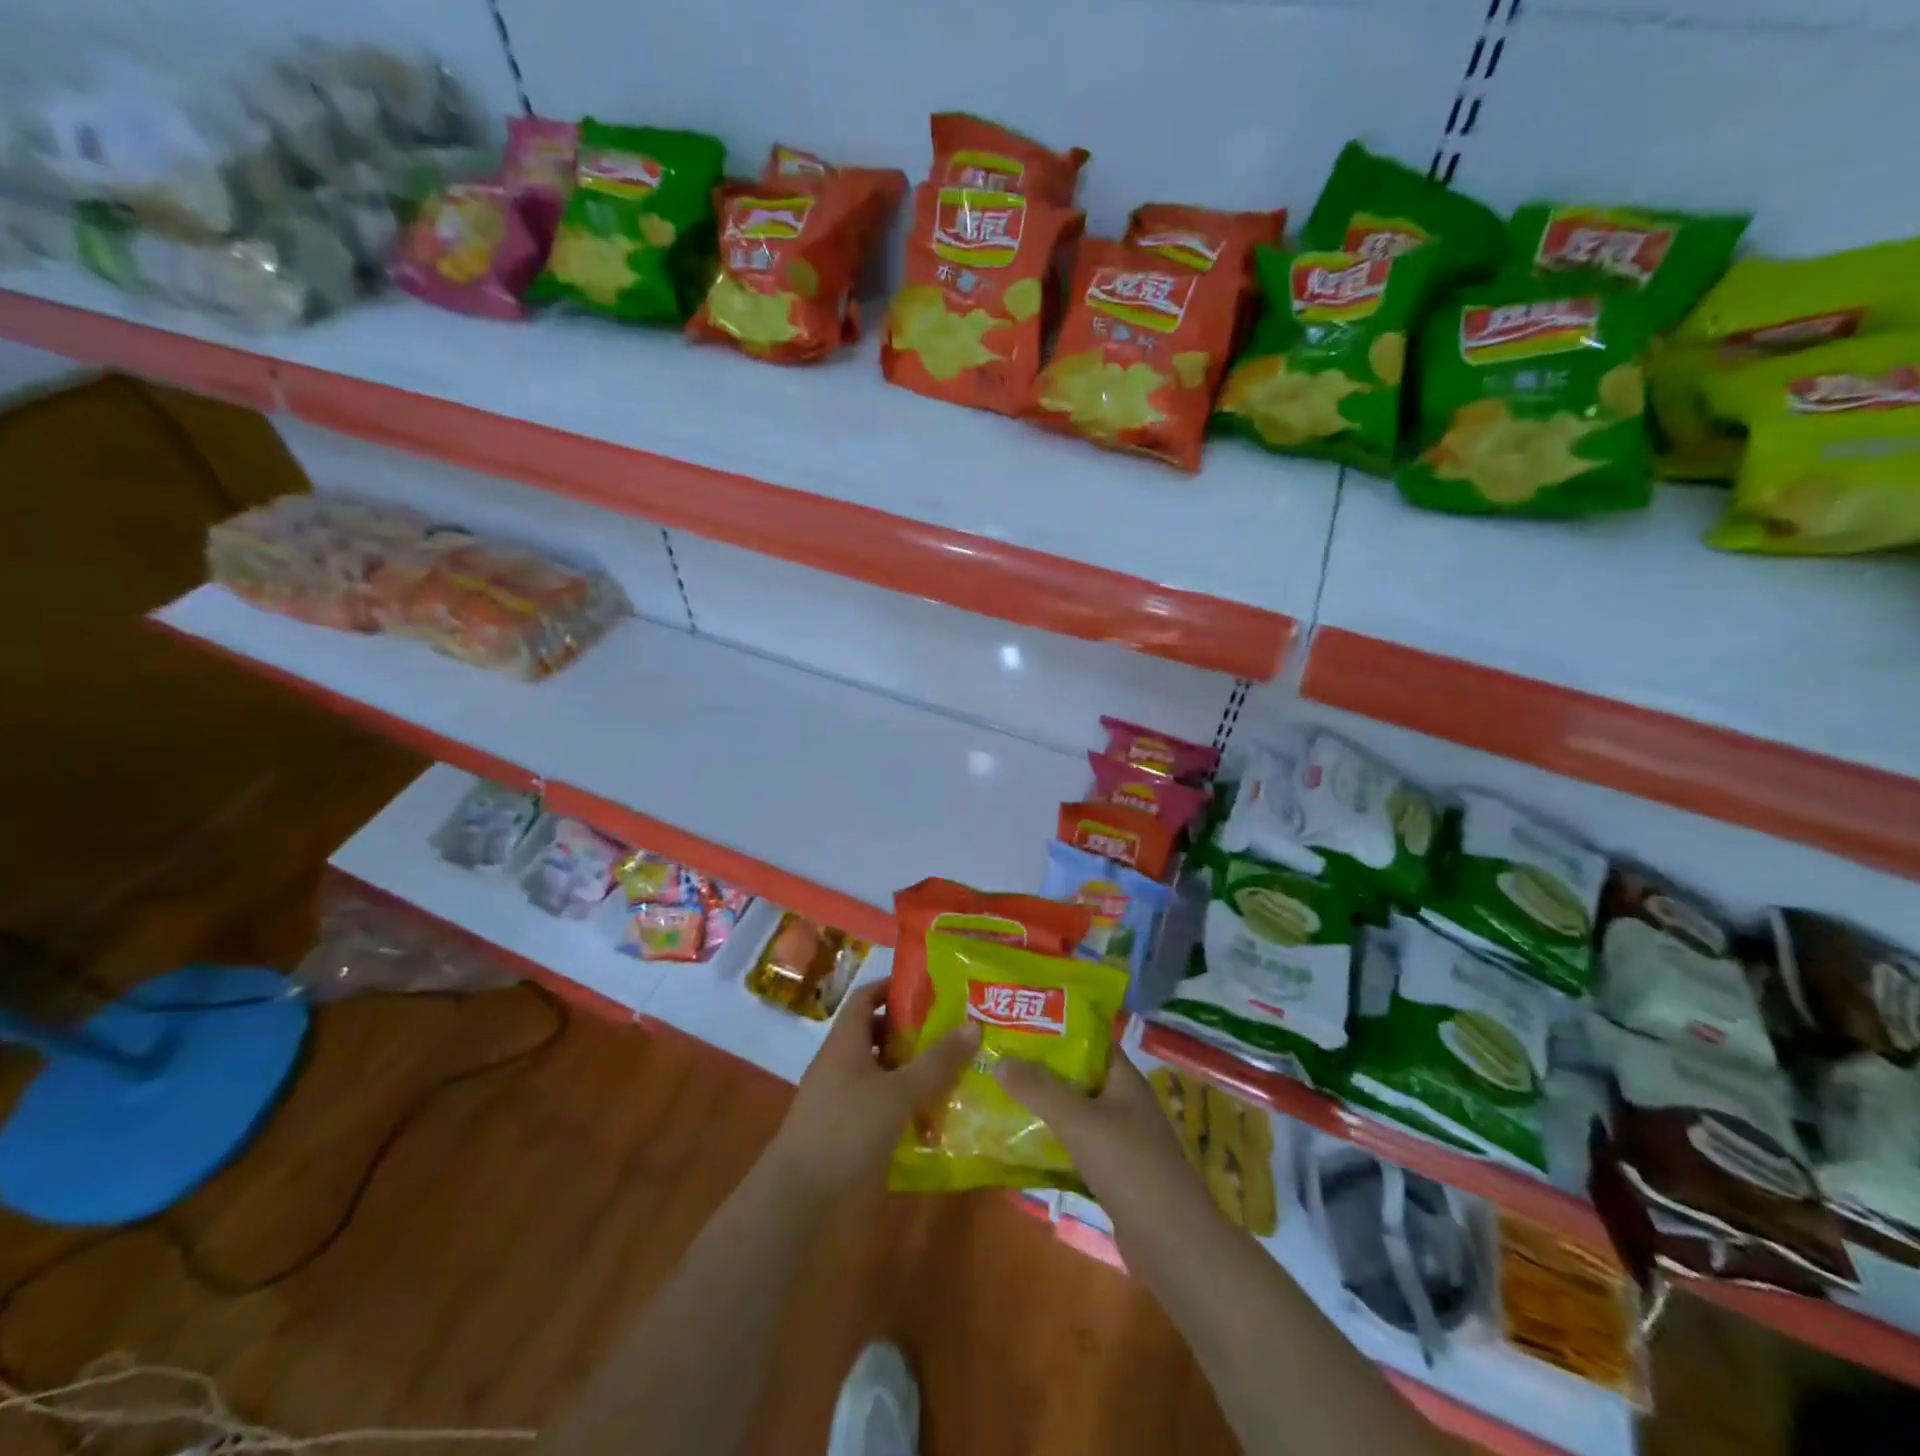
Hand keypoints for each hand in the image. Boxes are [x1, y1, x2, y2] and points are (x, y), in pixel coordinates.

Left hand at [767, 979, 979, 1205]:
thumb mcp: (898, 1092)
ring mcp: (842, 1099)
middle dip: (911, 1031)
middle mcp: (841, 1064)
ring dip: (911, 1070)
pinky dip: (904, 1104)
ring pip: (881, 1072)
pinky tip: (934, 1116)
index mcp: (845, 1042)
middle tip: (952, 1030)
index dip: (893, 987)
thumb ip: (937, 1062)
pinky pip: (880, 1105)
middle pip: (876, 1034)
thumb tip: (974, 1026)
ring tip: (952, 1070)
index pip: (866, 998)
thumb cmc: (846, 1129)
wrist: (800, 1200)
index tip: (929, 988)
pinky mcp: (848, 1132)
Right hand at [994, 1049, 1205, 1233]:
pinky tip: (1023, 1143)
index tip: (1020, 1027)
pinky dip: (1053, 1141)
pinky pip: (1077, 1145)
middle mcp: (1124, 1103)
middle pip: (1079, 1076)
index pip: (1090, 1041)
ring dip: (1045, 1107)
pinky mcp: (1113, 1173)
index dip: (1057, 1031)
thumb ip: (1039, 1089)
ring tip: (1003, 1096)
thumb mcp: (1079, 1120)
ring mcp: (1121, 1139)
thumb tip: (1001, 1060)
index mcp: (1125, 1079)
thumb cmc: (1128, 1165)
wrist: (1171, 1242)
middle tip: (1001, 1060)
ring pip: (1076, 1112)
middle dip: (1042, 1070)